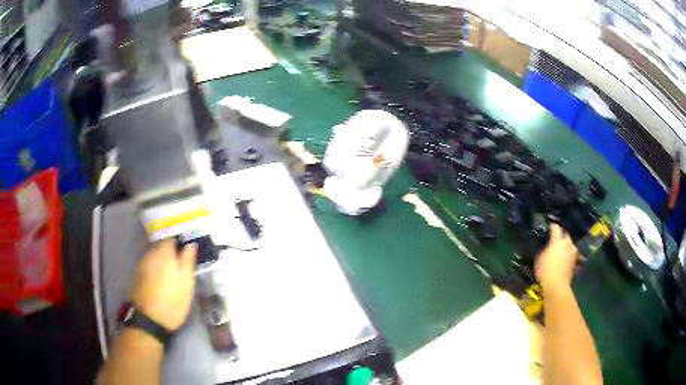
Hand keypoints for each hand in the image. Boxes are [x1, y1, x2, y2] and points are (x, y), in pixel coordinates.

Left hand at [131, 239, 197, 330]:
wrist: (148, 320)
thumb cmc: (172, 302)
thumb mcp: (186, 284)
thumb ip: (188, 261)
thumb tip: (191, 244)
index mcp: (164, 253)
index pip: (172, 239)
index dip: (181, 245)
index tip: (187, 254)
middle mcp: (151, 253)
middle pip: (161, 246)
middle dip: (170, 252)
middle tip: (180, 266)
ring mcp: (142, 263)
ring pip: (154, 256)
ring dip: (162, 261)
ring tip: (171, 274)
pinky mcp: (137, 274)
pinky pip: (149, 265)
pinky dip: (155, 268)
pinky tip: (160, 280)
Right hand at [535, 224, 579, 289]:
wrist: (557, 285)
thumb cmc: (545, 270)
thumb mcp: (539, 259)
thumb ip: (545, 250)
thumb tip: (547, 247)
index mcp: (557, 240)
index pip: (556, 228)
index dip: (552, 226)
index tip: (549, 225)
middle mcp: (567, 243)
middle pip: (565, 235)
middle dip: (561, 235)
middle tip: (556, 238)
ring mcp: (573, 253)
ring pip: (570, 244)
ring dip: (566, 245)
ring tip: (561, 249)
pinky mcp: (575, 262)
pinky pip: (571, 254)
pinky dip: (568, 255)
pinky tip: (565, 258)